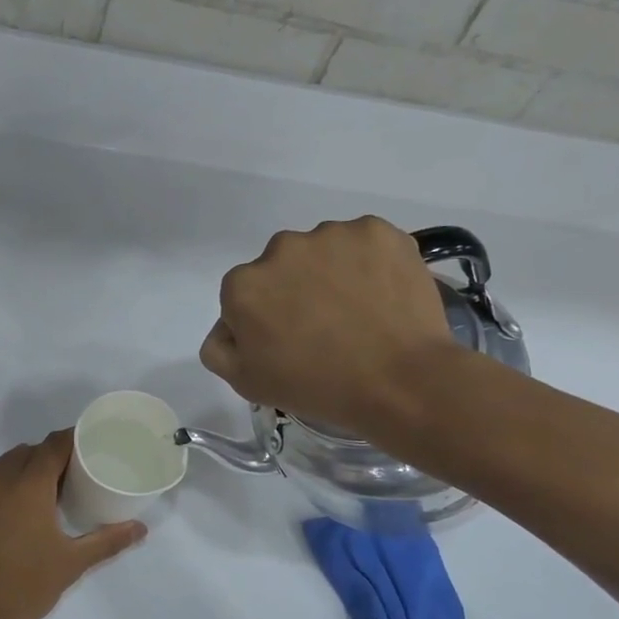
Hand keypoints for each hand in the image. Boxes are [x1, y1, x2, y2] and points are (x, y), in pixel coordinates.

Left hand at [0, 431, 145, 618]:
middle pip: (27, 452)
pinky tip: (12, 513)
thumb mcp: (70, 564)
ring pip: (1, 465)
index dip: (72, 440)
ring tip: (43, 493)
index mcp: (26, 485)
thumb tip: (140, 529)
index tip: (90, 446)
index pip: (53, 445)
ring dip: (23, 469)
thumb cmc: (23, 588)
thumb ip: (107, 541)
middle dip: (48, 456)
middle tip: (71, 476)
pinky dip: (1, 486)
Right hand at [200, 216, 460, 441]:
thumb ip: (218, 347)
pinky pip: (363, 243)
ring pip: (323, 251)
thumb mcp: (245, 382)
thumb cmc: (316, 386)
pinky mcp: (377, 231)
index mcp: (243, 284)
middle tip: (324, 326)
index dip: (264, 319)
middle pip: (281, 266)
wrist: (400, 382)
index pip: (243, 295)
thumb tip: (228, 325)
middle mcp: (280, 248)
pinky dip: (370, 262)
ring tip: (358, 311)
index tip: (287, 342)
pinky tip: (382, 294)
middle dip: (295, 288)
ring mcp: (331, 235)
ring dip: (331, 272)